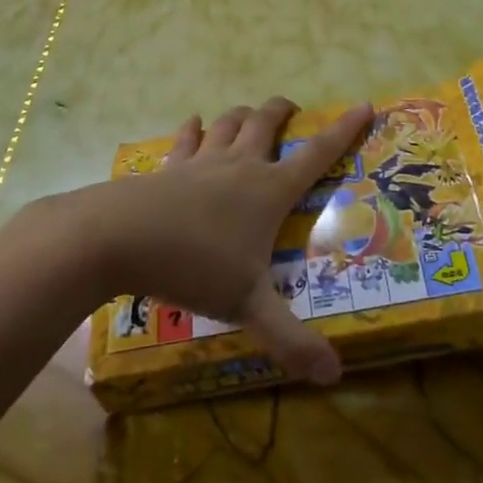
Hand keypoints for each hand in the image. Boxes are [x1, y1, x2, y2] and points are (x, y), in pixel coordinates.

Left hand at [57, 97, 373, 385]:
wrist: (119, 237)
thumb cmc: (194, 266)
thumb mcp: (247, 306)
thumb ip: (291, 340)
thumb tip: (335, 376)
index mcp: (269, 191)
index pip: (318, 154)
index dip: (344, 130)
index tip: (364, 106)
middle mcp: (240, 166)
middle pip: (267, 123)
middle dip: (283, 111)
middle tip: (292, 109)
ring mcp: (201, 162)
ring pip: (228, 123)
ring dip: (243, 114)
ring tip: (250, 115)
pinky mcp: (169, 167)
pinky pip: (186, 138)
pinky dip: (194, 128)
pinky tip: (194, 123)